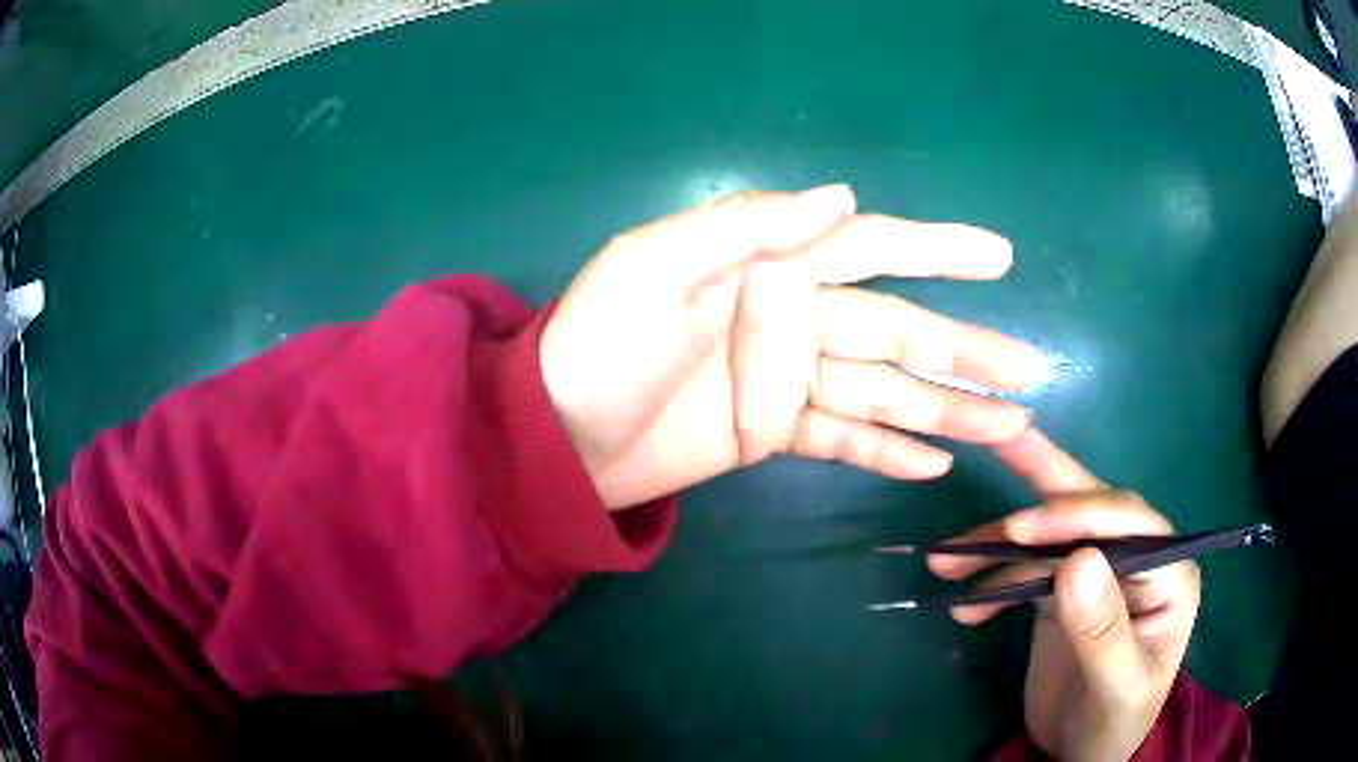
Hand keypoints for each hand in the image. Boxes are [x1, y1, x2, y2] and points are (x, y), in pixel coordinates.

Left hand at [540, 185, 1046, 509]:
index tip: (998, 256)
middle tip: (1028, 368)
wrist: (556, 436)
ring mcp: (787, 380)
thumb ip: (750, 228)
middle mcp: (791, 317)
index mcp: (769, 266)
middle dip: (964, 350)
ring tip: (1006, 424)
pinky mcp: (774, 434)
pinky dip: (888, 450)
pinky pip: (844, 440)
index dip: (936, 247)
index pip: (869, 246)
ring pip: (883, 392)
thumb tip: (842, 196)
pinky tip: (936, 461)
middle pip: (896, 331)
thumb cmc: (597, 344)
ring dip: (946, 409)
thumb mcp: (655, 266)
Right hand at [930, 429, 1200, 761]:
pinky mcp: (1064, 594)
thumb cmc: (1115, 724)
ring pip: (1051, 539)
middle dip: (1044, 481)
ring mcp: (1099, 575)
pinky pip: (1027, 573)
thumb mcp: (1117, 689)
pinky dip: (993, 583)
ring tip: (944, 559)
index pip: (1129, 522)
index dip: (1077, 514)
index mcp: (1169, 573)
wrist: (1083, 756)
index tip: (1019, 527)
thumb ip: (1104, 631)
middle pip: (1092, 507)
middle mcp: (1137, 560)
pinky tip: (966, 605)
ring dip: (998, 546)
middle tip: (998, 441)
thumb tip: (1077, 561)